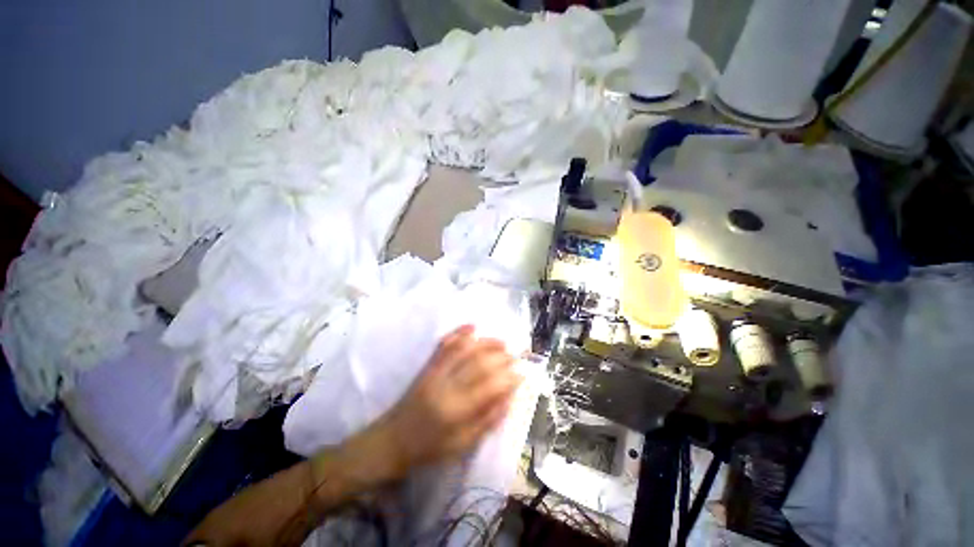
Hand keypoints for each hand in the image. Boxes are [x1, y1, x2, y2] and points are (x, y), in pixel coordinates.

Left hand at [350, 325, 520, 483]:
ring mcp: (435, 372)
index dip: (508, 378)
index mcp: (455, 411)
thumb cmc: (429, 448)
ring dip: (485, 342)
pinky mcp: (427, 366)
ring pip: (464, 349)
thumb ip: (487, 421)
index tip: (521, 374)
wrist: (392, 440)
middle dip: (501, 357)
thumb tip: (508, 398)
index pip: (489, 387)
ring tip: (501, 342)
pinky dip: (458, 333)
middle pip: (479, 363)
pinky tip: (472, 327)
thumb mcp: (462, 445)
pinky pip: (444, 345)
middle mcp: (446, 386)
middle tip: (515, 356)